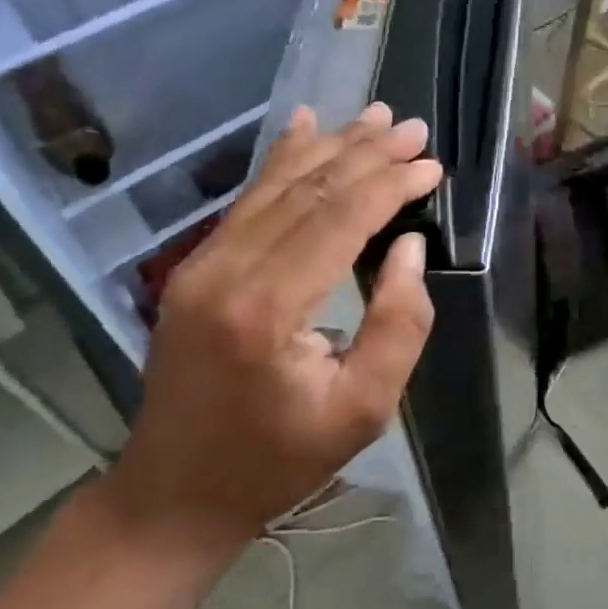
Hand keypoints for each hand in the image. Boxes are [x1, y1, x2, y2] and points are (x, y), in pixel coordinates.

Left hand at [99, 104, 439, 559]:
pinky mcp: (194, 268)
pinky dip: (283, 161)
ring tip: (375, 116)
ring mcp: (202, 264)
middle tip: (413, 127)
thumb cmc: (279, 459)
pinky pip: (247, 202)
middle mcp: (227, 271)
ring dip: (330, 147)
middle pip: (308, 191)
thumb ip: (399, 325)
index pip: (339, 219)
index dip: (389, 184)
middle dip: (366, 153)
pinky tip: (303, 126)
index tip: (431, 164)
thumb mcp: (364, 410)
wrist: (176, 492)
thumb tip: (408, 247)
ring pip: (276, 186)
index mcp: (268, 309)